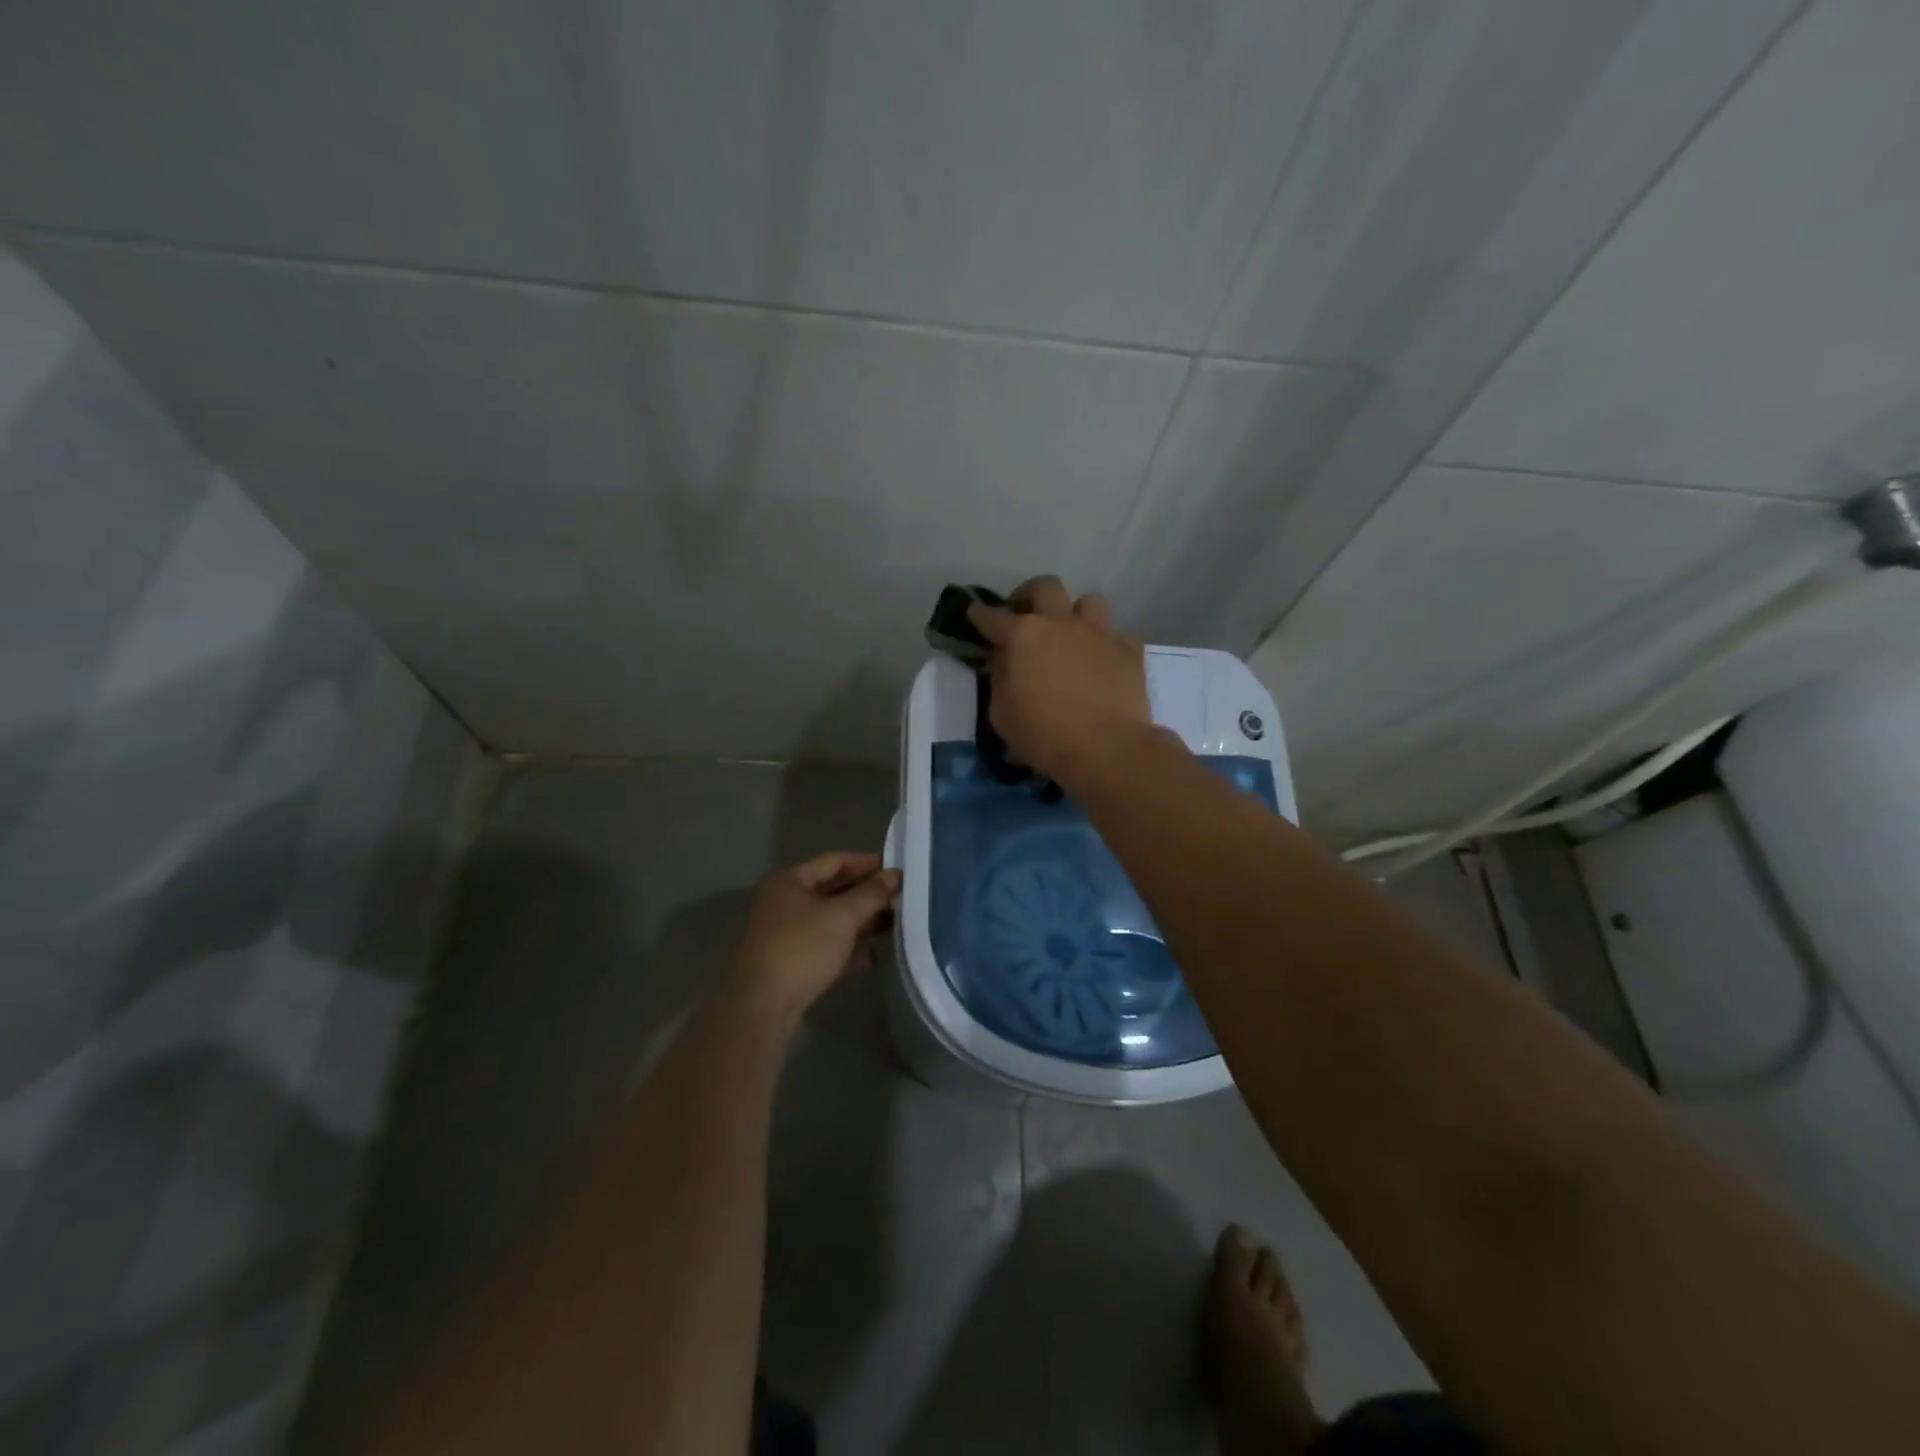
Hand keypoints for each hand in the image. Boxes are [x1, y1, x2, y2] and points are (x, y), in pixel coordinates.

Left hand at [725, 852, 900, 1023]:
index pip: (833, 861)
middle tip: (900, 897)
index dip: (866, 862)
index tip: (895, 868)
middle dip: (866, 894)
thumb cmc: (802, 948)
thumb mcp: (842, 916)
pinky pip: (824, 949)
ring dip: (860, 922)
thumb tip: (895, 875)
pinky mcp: (789, 965)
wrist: (762, 1007)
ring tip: (894, 923)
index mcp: (788, 882)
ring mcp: (784, 936)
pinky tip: (872, 957)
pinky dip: (847, 950)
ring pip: (829, 921)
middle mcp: (782, 904)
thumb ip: (871, 894)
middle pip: (831, 891)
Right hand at [968, 575, 1152, 784]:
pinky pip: (1120, 635)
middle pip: (1045, 586)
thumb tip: (1003, 661)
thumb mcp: (1001, 715)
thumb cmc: (1044, 736)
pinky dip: (1109, 644)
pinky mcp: (1129, 651)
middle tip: (1024, 614)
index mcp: (1023, 635)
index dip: (979, 615)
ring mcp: (1098, 633)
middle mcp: (1060, 623)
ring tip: (1070, 634)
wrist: (1106, 749)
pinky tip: (1104, 660)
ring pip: (1089, 602)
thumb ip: (999, 679)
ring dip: (1076, 614)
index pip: (992, 616)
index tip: (974, 615)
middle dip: (1029, 594)